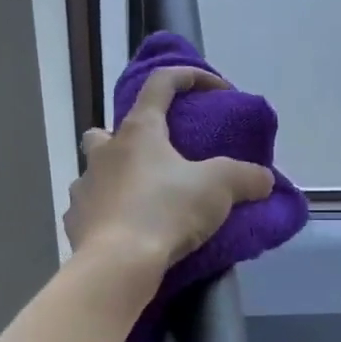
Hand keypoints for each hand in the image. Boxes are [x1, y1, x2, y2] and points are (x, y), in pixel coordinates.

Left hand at [65, 66, 274, 276]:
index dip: (189, 77)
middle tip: (156, 159)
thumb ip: (245, 177)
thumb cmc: (166, 212)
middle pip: (107, 130)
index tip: (215, 89)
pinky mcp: (75, 222)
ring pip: (95, 172)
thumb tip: (264, 179)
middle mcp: (104, 152)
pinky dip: (107, 215)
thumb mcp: (219, 189)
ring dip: (116, 179)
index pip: (161, 84)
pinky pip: (90, 210)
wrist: (117, 265)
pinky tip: (126, 231)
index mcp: (138, 131)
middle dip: (128, 138)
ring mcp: (83, 187)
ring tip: (143, 201)